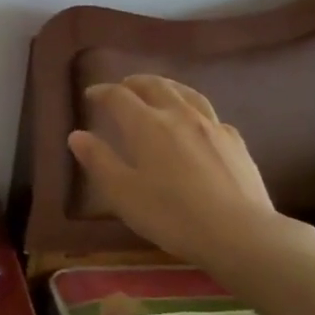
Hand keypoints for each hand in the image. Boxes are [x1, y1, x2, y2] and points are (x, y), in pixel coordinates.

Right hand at [68, 75, 314, 287]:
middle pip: (155, 86)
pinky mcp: (235, 141)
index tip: (91, 95)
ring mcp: (212, 126)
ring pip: (186, 93)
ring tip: (158, 91)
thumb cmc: (170, 215)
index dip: (102, 92)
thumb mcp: (122, 193)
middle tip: (123, 87)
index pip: (119, 97)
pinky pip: (209, 115)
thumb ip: (99, 161)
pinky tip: (195, 123)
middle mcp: (180, 115)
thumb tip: (77, 135)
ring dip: (166, 87)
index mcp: (147, 125)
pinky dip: (193, 110)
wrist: (237, 232)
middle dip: (135, 83)